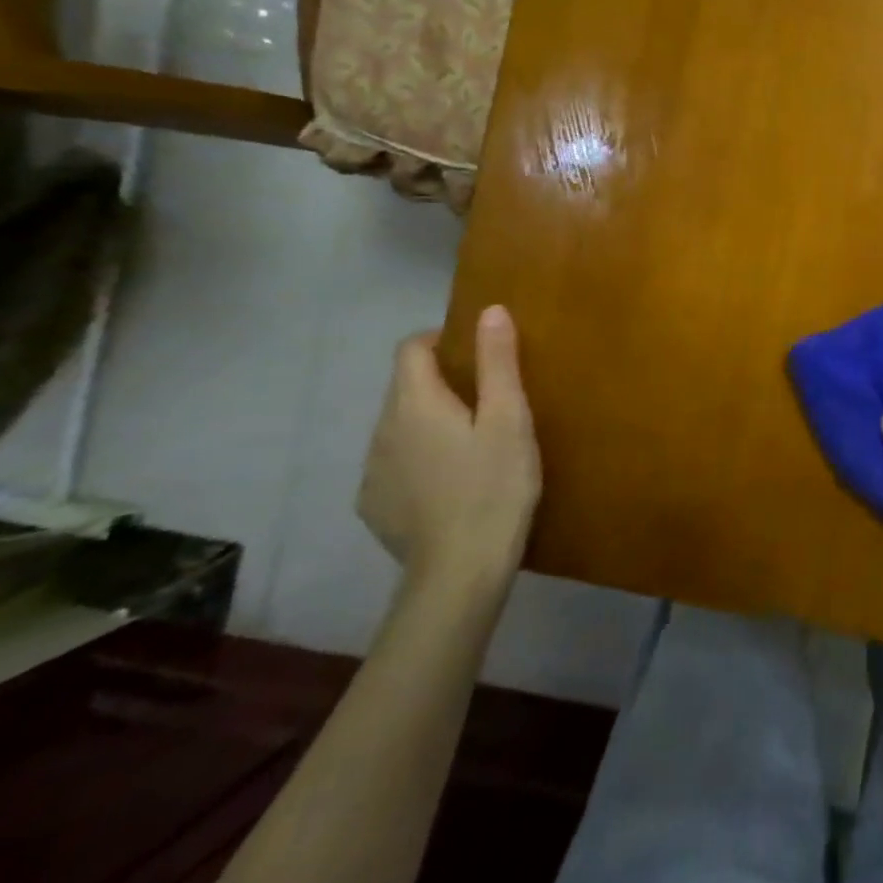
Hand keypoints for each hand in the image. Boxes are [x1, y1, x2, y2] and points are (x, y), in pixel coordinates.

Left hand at [360, 305, 540, 592]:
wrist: (460, 571)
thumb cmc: (494, 486)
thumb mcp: (510, 419)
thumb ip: (498, 363)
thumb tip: (490, 310)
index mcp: (414, 403)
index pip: (410, 348)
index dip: (440, 340)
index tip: (476, 354)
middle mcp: (381, 430)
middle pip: (405, 387)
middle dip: (440, 383)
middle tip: (488, 402)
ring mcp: (372, 471)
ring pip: (399, 427)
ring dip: (428, 423)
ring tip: (472, 445)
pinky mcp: (373, 505)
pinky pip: (394, 463)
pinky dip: (418, 459)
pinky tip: (449, 483)